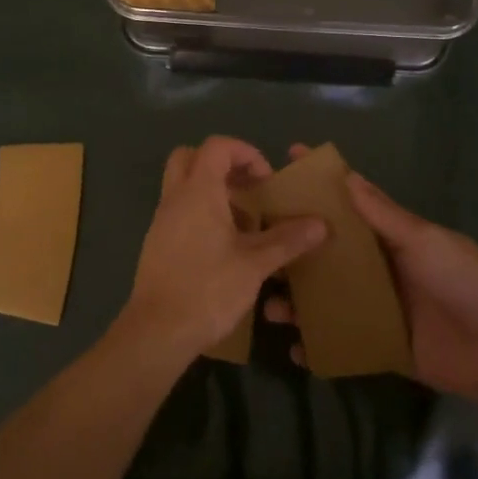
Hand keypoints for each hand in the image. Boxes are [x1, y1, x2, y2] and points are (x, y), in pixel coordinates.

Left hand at [114, 136, 326, 363]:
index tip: (266, 179)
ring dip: (212, 191)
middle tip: (248, 189)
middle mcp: (175, 198)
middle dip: (222, 164)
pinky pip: (179, 211)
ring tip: (244, 222)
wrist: (157, 332)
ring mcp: (161, 221)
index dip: (245, 152)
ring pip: (183, 185)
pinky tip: (225, 247)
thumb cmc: (207, 289)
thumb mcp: (255, 264)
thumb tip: (320, 224)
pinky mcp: (157, 243)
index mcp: (197, 192)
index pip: (217, 146)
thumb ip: (287, 240)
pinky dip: (201, 213)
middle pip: (191, 157)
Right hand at [268, 145, 477, 400]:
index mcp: (389, 237)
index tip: (280, 168)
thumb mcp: (424, 242)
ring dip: (298, 301)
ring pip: (326, 299)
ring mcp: (378, 308)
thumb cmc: (466, 281)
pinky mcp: (381, 345)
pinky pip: (342, 341)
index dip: (317, 187)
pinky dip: (319, 345)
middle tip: (254, 248)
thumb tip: (345, 175)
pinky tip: (295, 349)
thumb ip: (384, 216)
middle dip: (293, 251)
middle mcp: (378, 268)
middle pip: (327, 255)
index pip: (347, 205)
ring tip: (267, 305)